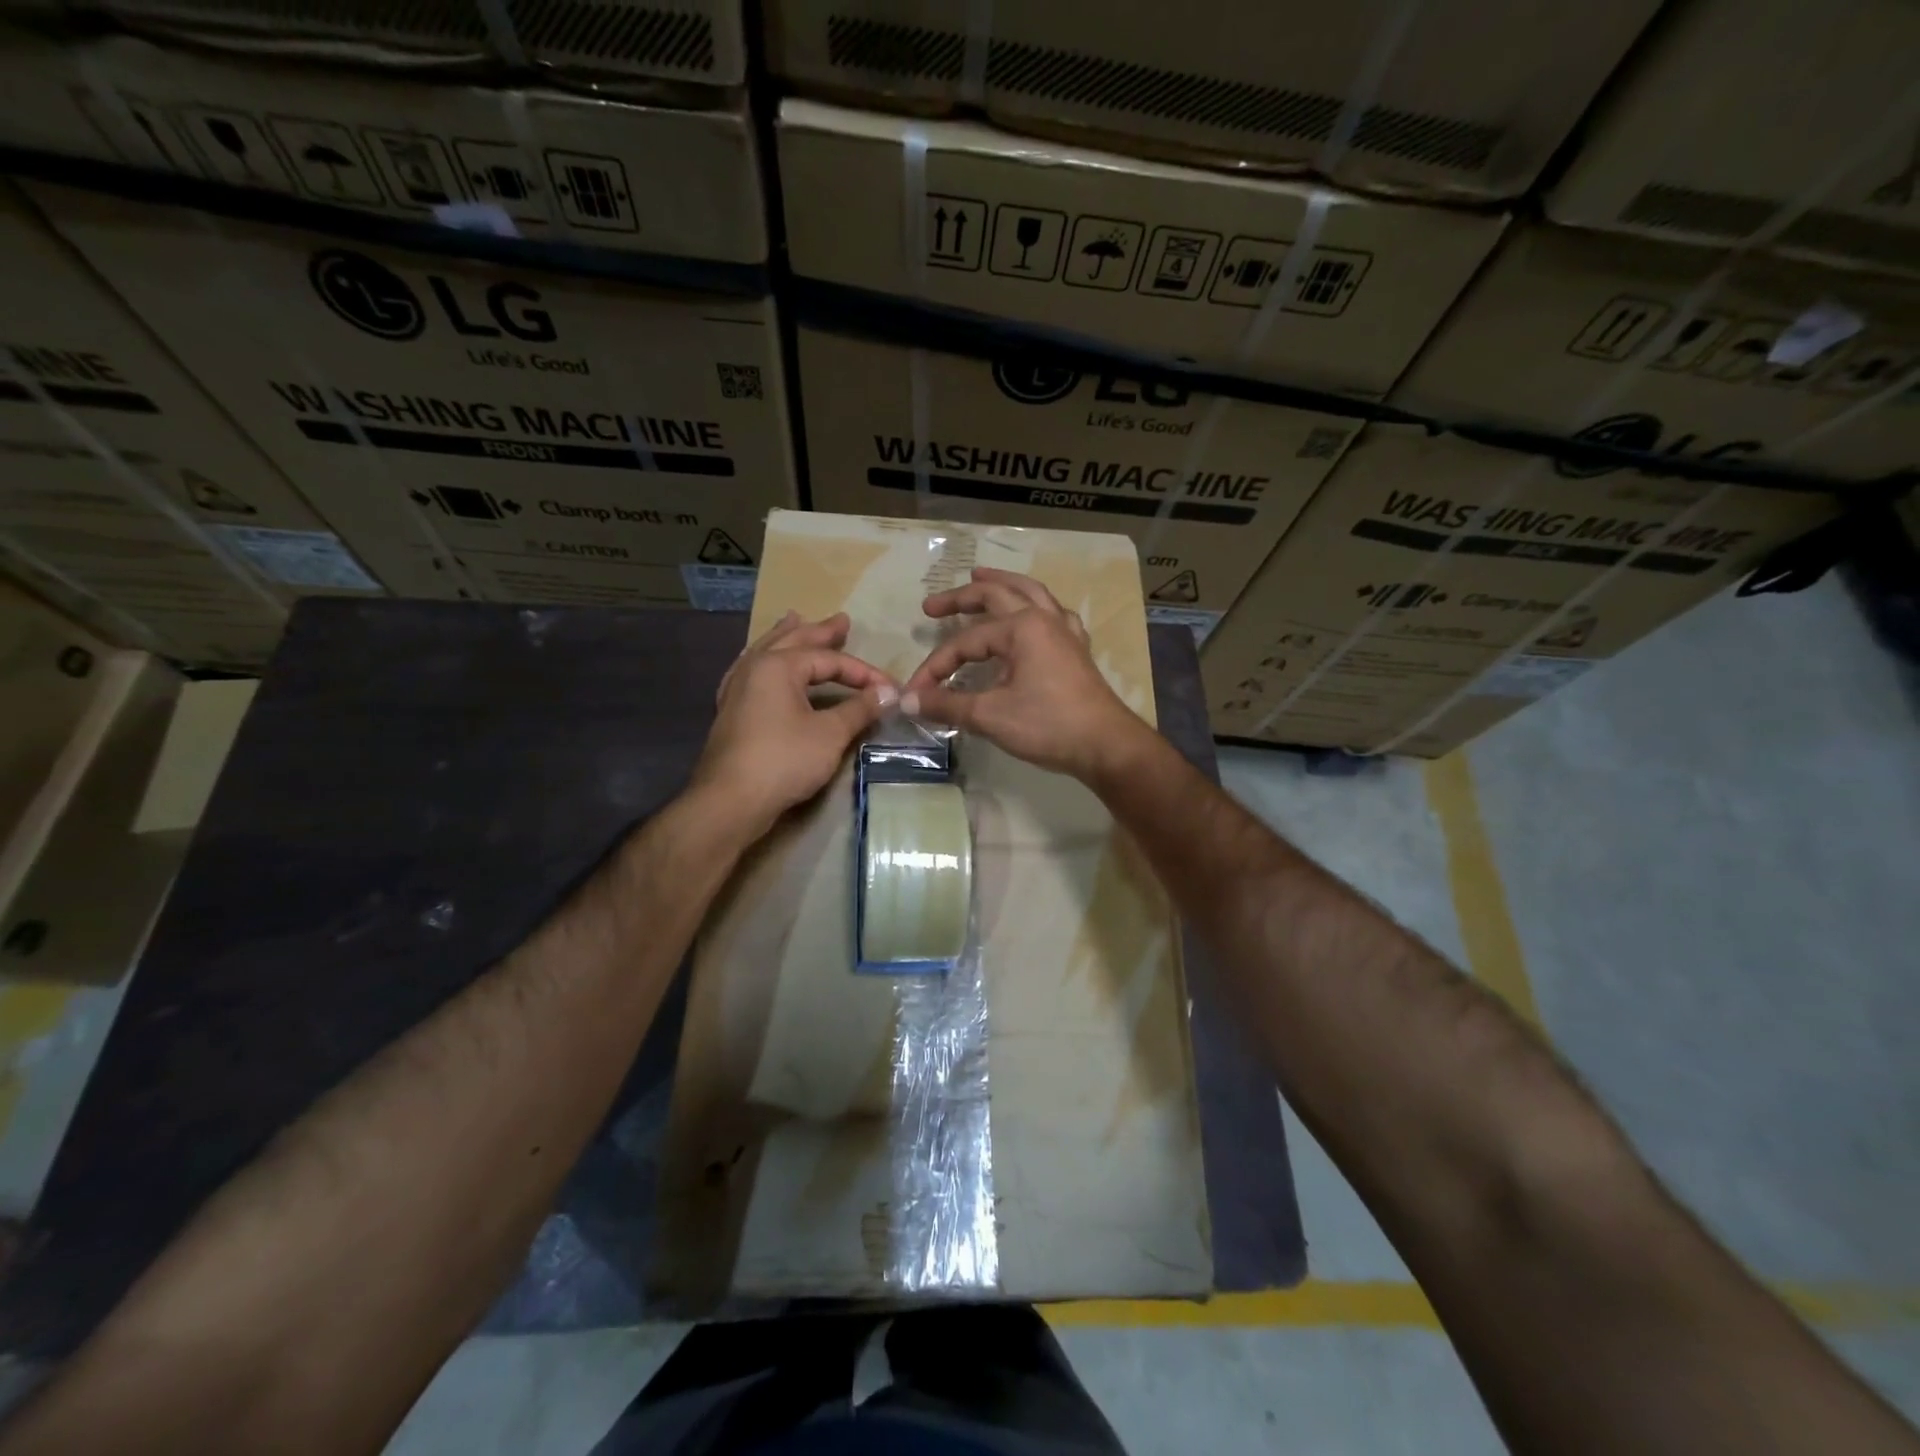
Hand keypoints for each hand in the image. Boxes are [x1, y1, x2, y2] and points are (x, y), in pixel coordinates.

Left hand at [692, 611, 895, 838]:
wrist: (731, 800)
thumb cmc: (784, 760)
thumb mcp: (830, 734)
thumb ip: (859, 709)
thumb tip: (888, 694)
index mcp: (778, 665)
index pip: (829, 660)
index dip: (863, 672)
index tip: (889, 687)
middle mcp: (753, 668)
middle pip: (792, 641)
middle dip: (820, 632)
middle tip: (841, 621)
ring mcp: (737, 689)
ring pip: (766, 652)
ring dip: (786, 637)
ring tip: (794, 619)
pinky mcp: (731, 711)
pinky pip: (751, 672)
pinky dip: (764, 661)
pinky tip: (759, 662)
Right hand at [901, 567, 1154, 781]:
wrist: (1106, 745)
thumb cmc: (1048, 725)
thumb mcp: (990, 715)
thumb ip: (947, 704)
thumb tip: (907, 701)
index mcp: (1021, 628)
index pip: (965, 641)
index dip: (935, 666)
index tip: (916, 692)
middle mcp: (1044, 619)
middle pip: (997, 595)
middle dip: (961, 598)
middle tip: (932, 606)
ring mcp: (1065, 632)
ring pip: (1031, 594)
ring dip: (1002, 583)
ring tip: (980, 576)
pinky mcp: (1076, 650)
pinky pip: (1055, 615)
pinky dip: (1037, 607)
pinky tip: (1034, 612)